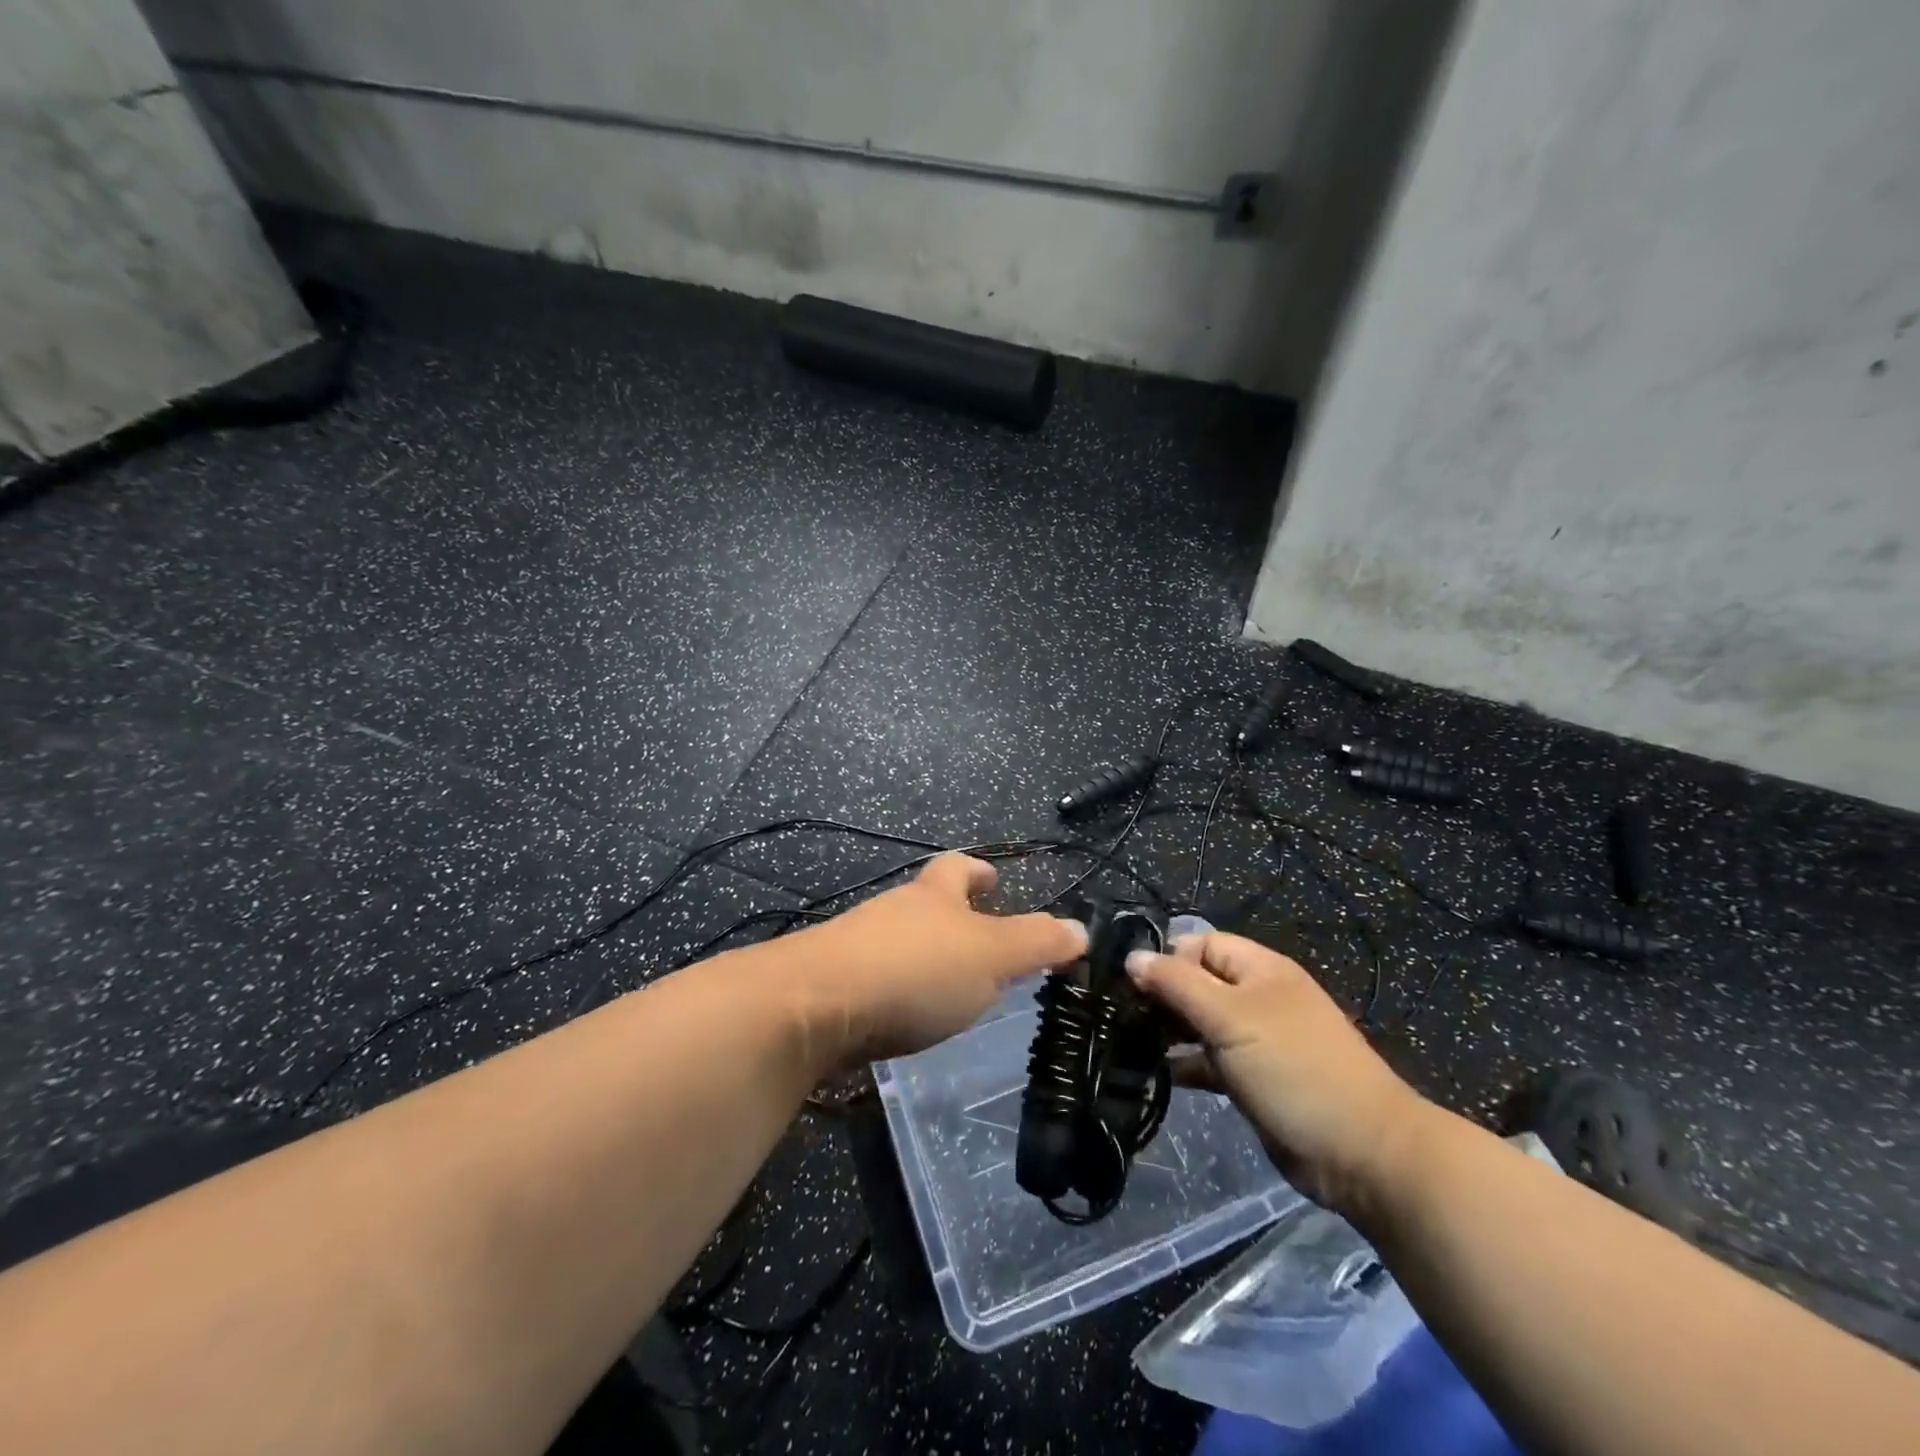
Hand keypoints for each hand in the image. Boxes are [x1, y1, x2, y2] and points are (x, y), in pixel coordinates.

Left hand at [795, 854, 1088, 1062]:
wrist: (813, 1007)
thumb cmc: (914, 971)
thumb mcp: (989, 956)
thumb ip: (1035, 943)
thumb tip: (1080, 929)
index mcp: (932, 897)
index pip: (956, 867)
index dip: (977, 870)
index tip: (992, 878)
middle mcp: (892, 912)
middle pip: (924, 903)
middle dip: (951, 916)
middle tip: (980, 944)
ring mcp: (856, 947)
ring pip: (898, 942)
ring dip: (924, 956)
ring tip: (949, 987)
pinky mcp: (833, 986)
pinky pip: (875, 979)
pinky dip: (897, 990)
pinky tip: (905, 1018)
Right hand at [1126, 932, 1429, 1215]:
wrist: (1362, 1154)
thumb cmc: (1294, 1069)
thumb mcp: (1230, 1018)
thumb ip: (1177, 984)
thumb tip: (1132, 956)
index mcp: (1260, 970)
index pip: (1202, 944)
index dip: (1168, 958)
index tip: (1133, 986)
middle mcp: (1257, 998)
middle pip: (1199, 982)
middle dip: (1163, 995)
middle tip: (1125, 1017)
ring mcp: (1257, 1042)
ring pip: (1202, 1023)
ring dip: (1170, 1031)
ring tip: (1131, 1044)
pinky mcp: (1253, 1081)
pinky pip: (1210, 1061)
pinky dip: (1186, 1064)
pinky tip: (1157, 1074)